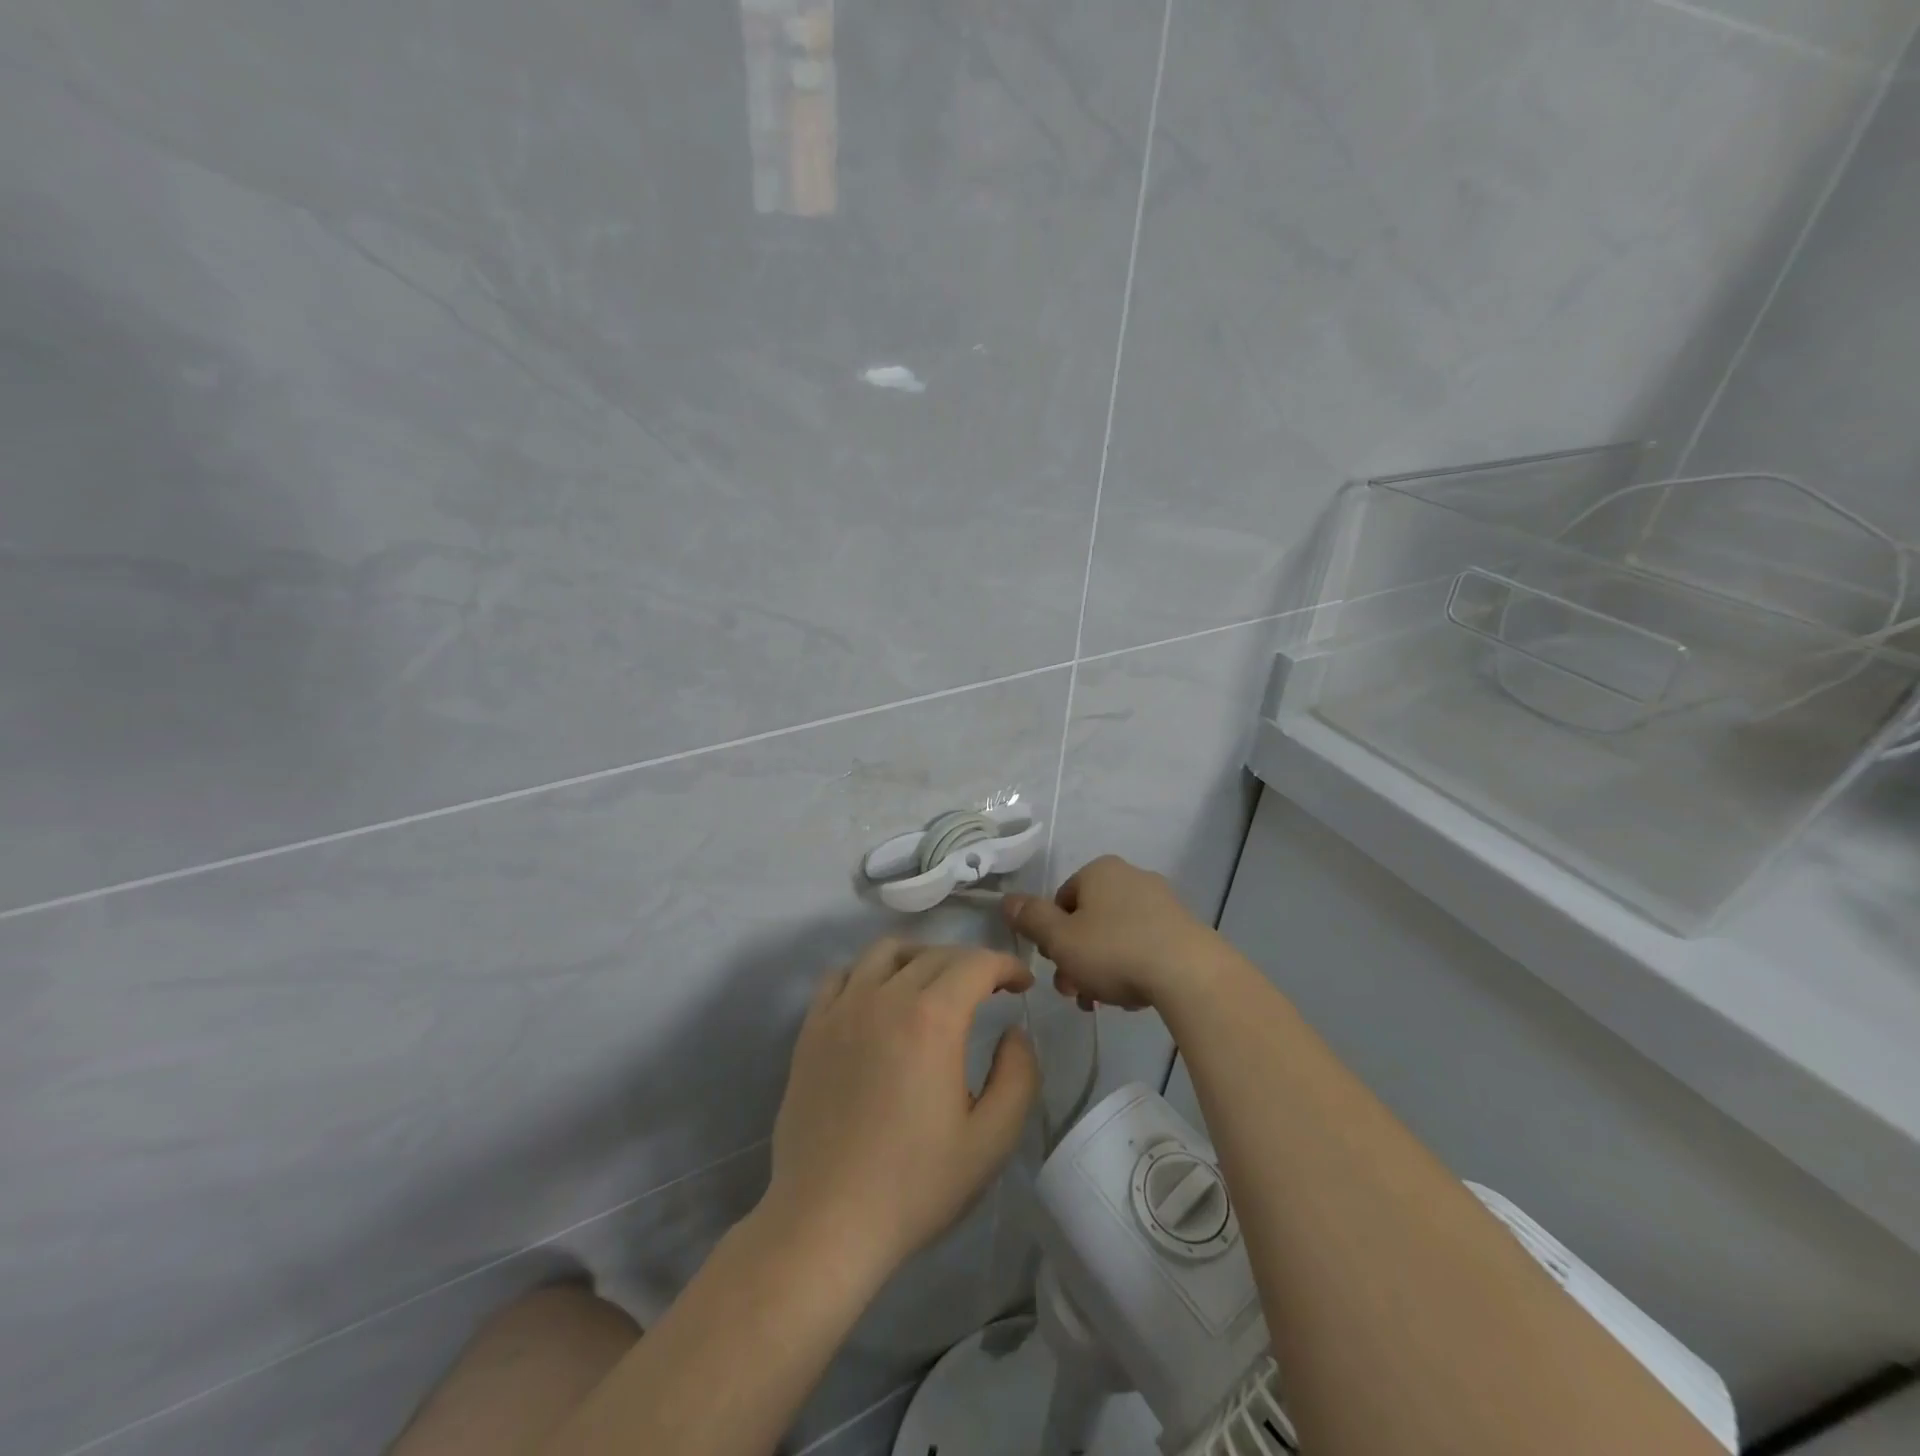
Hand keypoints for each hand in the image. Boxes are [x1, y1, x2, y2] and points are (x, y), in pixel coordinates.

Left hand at [761, 939, 1039, 1281]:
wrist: (826, 1221)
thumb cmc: (915, 1185)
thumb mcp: (991, 1140)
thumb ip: (1018, 1076)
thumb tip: (1013, 1033)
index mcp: (932, 1019)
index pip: (976, 964)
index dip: (1006, 965)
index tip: (1022, 985)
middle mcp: (885, 997)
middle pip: (935, 955)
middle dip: (971, 963)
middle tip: (990, 990)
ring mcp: (842, 1009)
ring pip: (885, 952)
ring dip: (920, 957)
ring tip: (935, 984)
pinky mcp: (811, 1028)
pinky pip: (842, 975)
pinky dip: (869, 972)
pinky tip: (879, 999)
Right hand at [1002, 855, 1218, 1010]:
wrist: (1189, 974)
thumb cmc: (1114, 950)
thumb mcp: (1060, 939)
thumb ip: (1030, 918)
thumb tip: (1006, 900)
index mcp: (1099, 871)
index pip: (1061, 900)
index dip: (1052, 935)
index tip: (1055, 966)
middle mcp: (1131, 876)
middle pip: (1089, 920)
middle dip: (1076, 958)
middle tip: (1075, 993)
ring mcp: (1162, 901)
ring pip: (1116, 936)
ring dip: (1102, 968)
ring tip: (1104, 1003)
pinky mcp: (1184, 928)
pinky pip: (1145, 945)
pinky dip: (1133, 968)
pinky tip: (1134, 997)